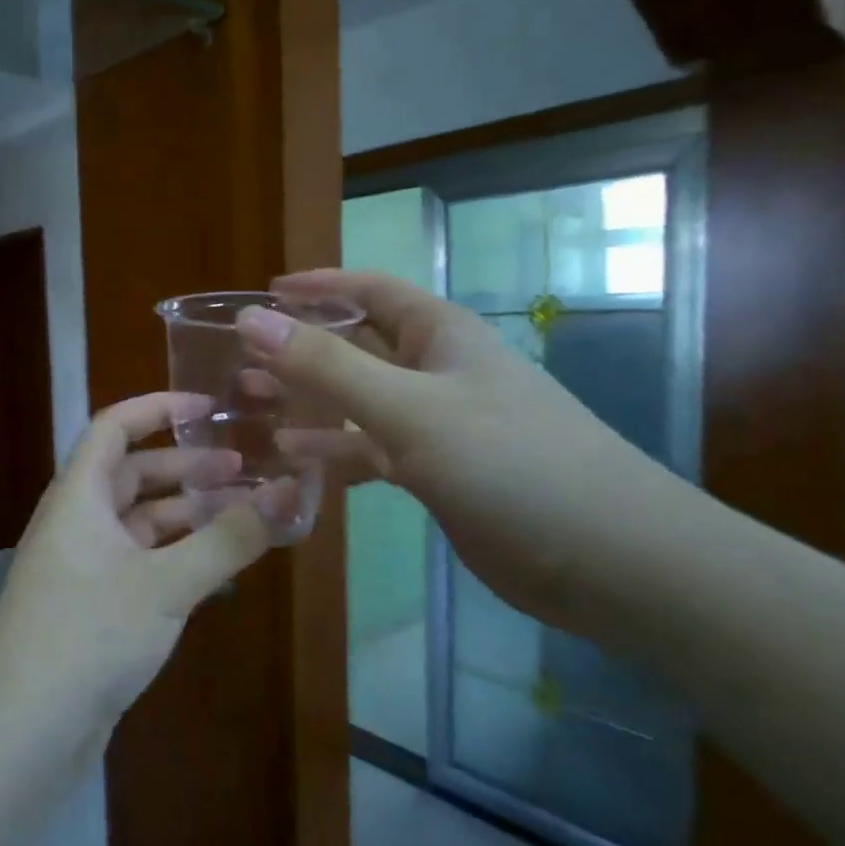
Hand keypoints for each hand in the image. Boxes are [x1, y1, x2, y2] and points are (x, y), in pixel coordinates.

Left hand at [0, 393, 282, 752]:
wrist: (21, 733)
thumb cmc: (87, 637)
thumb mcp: (165, 585)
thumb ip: (229, 539)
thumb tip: (291, 491)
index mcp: (78, 497)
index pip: (113, 427)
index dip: (157, 408)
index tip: (209, 407)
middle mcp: (75, 523)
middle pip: (130, 475)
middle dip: (184, 467)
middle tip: (244, 469)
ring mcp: (81, 568)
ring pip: (138, 523)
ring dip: (184, 514)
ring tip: (240, 514)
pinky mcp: (92, 609)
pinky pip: (139, 563)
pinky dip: (175, 556)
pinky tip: (214, 569)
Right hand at [238, 269, 673, 622]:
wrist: (605, 557)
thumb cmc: (509, 463)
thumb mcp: (408, 408)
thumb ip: (327, 365)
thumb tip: (252, 319)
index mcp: (439, 334)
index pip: (368, 291)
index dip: (316, 287)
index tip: (262, 295)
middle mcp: (435, 370)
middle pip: (356, 345)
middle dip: (300, 349)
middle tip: (239, 361)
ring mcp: (436, 424)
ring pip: (358, 401)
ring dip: (308, 401)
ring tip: (251, 405)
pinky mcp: (435, 472)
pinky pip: (369, 450)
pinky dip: (332, 452)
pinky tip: (293, 460)